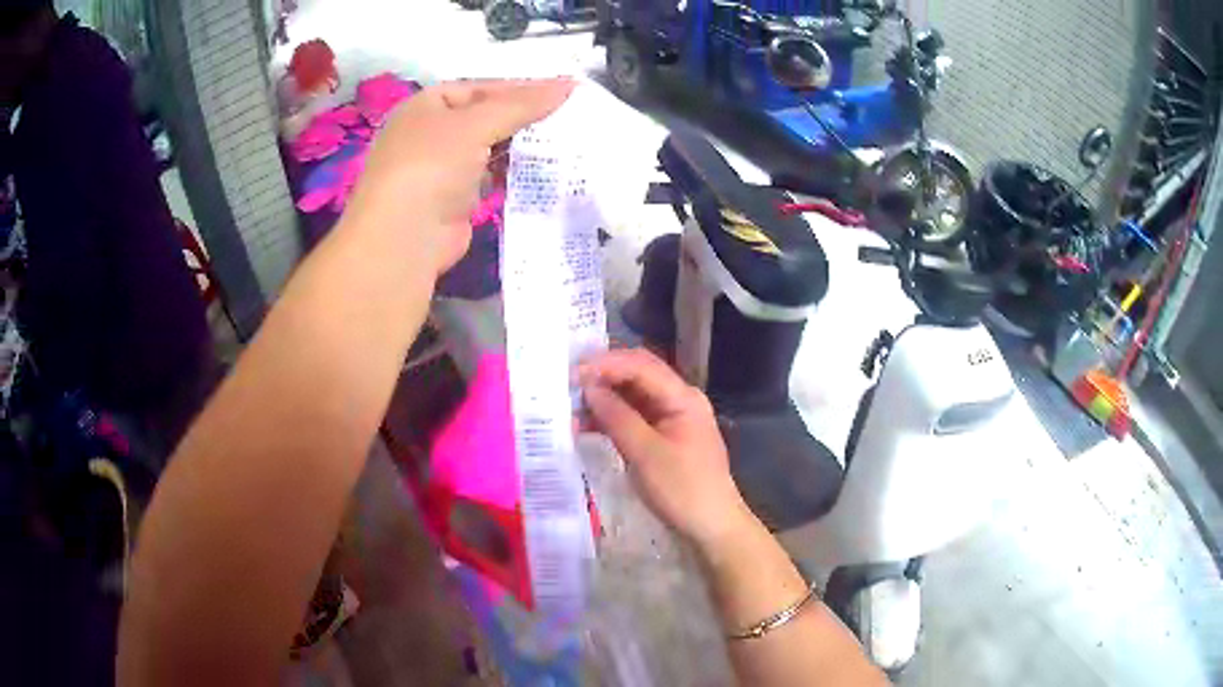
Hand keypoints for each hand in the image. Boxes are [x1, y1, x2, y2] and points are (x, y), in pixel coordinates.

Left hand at [345, 79, 574, 275]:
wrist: (404, 238)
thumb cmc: (431, 164)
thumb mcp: (476, 123)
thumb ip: (522, 103)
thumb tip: (569, 84)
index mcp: (424, 107)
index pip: (479, 88)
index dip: (519, 88)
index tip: (562, 92)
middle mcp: (429, 134)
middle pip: (483, 118)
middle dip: (521, 118)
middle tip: (568, 117)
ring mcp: (440, 169)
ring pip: (487, 149)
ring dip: (519, 147)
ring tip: (565, 141)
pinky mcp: (453, 201)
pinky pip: (489, 178)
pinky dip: (511, 174)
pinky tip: (542, 171)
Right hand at [579, 349, 753, 549]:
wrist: (712, 526)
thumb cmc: (682, 489)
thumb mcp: (645, 454)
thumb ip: (617, 417)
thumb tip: (589, 387)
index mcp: (682, 397)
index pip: (640, 365)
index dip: (605, 364)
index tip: (571, 374)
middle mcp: (679, 399)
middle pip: (637, 375)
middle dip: (603, 376)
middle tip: (567, 384)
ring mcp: (672, 418)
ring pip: (633, 396)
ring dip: (604, 398)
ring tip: (570, 407)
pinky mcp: (664, 437)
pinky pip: (634, 417)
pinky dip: (611, 418)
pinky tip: (586, 425)